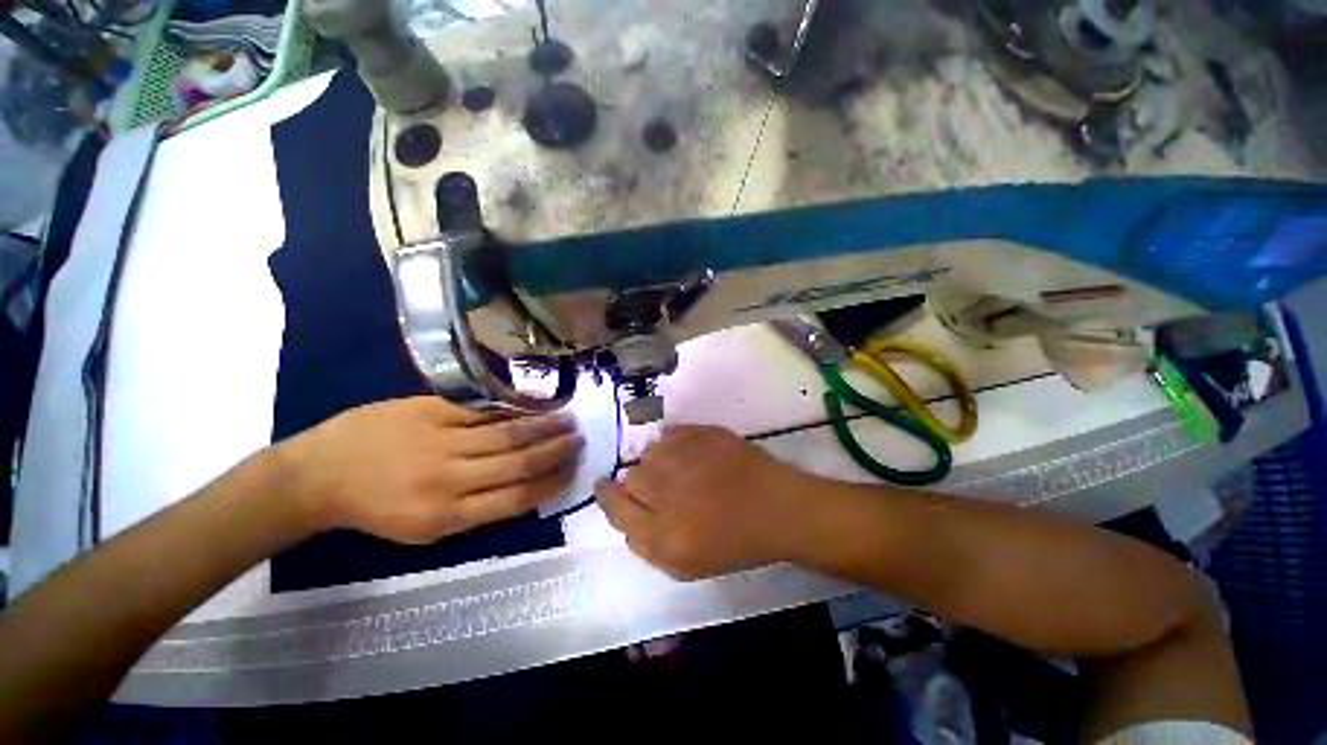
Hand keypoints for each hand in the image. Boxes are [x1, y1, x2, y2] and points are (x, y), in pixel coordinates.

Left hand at [271, 397, 583, 543]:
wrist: (318, 475)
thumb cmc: (374, 509)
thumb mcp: (423, 529)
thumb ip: (475, 510)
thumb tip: (522, 487)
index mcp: (447, 515)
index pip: (517, 498)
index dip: (551, 483)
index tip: (572, 470)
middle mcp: (449, 478)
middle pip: (518, 463)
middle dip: (556, 451)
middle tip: (580, 440)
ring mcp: (440, 440)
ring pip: (507, 433)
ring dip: (544, 426)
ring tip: (568, 420)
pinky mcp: (431, 411)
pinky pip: (483, 411)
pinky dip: (513, 409)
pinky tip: (534, 405)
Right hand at [595, 426, 819, 579]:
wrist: (778, 507)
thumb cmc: (735, 542)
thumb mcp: (686, 566)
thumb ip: (645, 545)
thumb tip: (623, 516)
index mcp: (662, 533)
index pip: (615, 506)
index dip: (606, 496)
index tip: (604, 487)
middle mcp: (666, 490)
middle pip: (630, 478)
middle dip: (639, 484)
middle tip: (662, 488)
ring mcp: (684, 457)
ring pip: (649, 453)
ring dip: (658, 463)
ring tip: (682, 471)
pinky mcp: (700, 433)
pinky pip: (669, 433)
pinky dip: (674, 443)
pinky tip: (691, 454)